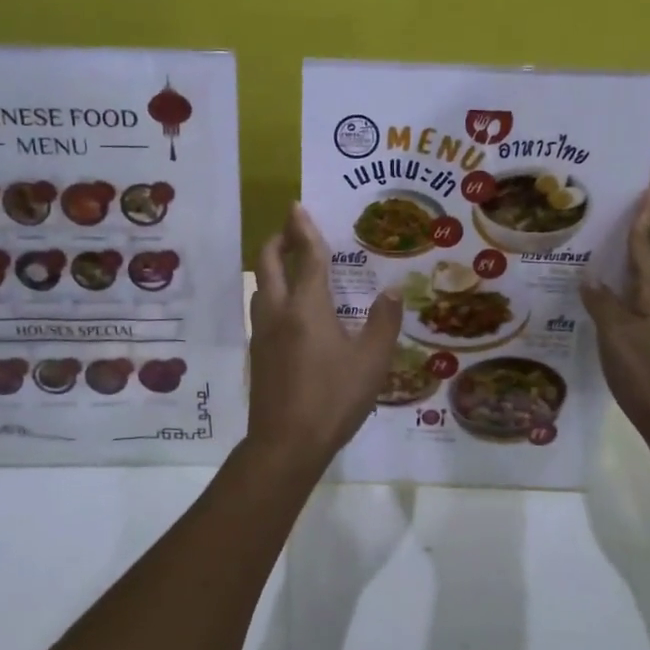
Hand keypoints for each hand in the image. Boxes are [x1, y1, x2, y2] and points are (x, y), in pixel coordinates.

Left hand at [249, 204, 402, 463]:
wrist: (285, 444)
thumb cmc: (333, 398)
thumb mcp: (372, 362)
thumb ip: (383, 322)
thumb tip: (391, 290)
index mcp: (307, 307)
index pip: (306, 257)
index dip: (303, 229)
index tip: (297, 206)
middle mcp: (279, 312)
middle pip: (269, 263)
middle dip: (278, 240)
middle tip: (292, 230)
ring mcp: (263, 333)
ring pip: (260, 287)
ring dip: (271, 267)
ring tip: (291, 265)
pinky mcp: (258, 354)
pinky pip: (263, 310)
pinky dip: (273, 293)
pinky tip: (290, 311)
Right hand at [581, 187, 649, 455]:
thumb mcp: (619, 338)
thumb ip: (603, 305)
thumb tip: (590, 276)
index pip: (649, 247)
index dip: (647, 217)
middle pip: (648, 266)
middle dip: (632, 241)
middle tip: (607, 219)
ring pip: (642, 293)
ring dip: (622, 275)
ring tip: (593, 262)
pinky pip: (638, 317)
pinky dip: (620, 306)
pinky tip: (599, 314)